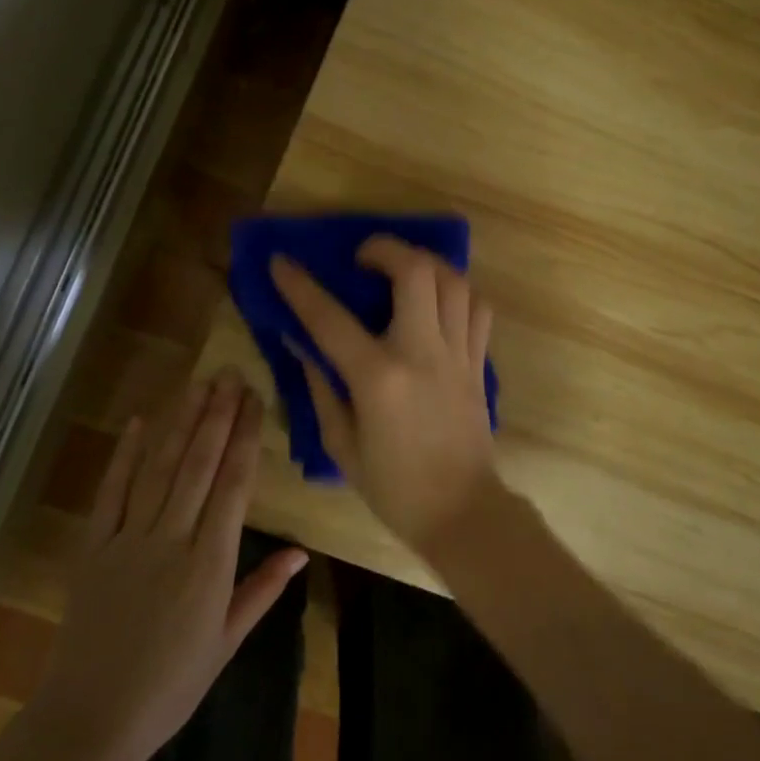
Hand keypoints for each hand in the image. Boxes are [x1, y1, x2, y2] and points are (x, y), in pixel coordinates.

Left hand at [26, 369, 306, 760]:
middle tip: (230, 375)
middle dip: (217, 416)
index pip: (233, 486)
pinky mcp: (94, 547)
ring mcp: (128, 540)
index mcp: (210, 564)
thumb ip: (262, 590)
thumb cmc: (171, 685)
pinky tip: (139, 422)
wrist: (91, 718)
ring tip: (198, 386)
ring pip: (159, 469)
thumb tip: (300, 551)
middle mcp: (171, 539)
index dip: (245, 438)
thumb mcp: (227, 642)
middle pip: (198, 465)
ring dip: (180, 423)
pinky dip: (125, 455)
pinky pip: (111, 493)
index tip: (255, 402)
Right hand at [270, 237, 499, 555]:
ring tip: (402, 271)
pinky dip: (457, 291)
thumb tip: (301, 343)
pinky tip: (437, 300)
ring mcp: (458, 354)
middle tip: (363, 257)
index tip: (280, 261)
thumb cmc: (394, 488)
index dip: (299, 286)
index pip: (330, 318)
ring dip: (424, 263)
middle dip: (385, 248)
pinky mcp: (479, 362)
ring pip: (453, 279)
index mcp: (378, 378)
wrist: (462, 512)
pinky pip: (477, 308)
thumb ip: (320, 387)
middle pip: (415, 271)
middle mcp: (422, 353)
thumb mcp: (341, 444)